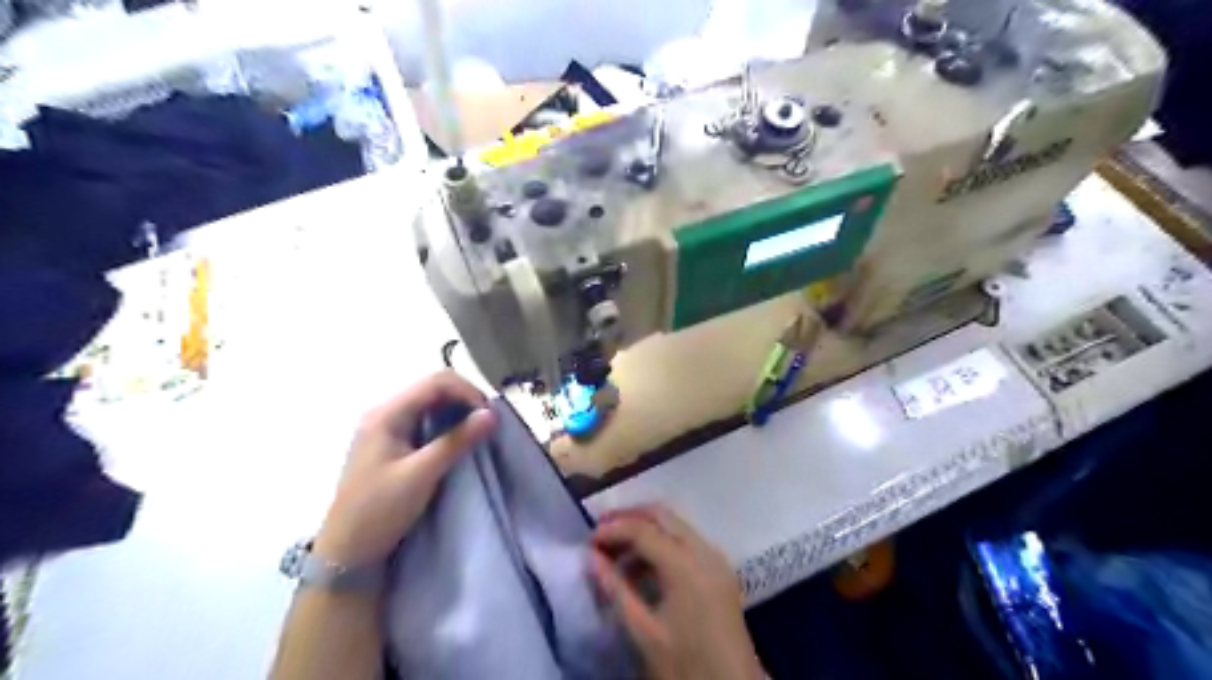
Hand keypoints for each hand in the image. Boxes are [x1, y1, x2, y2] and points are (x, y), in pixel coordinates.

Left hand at [316, 371, 502, 567]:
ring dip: (458, 413)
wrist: (346, 553)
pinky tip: (458, 442)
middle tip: (487, 425)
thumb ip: (457, 441)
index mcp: (387, 413)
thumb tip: (492, 415)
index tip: (489, 417)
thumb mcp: (421, 475)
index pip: (436, 382)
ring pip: (432, 405)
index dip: (468, 392)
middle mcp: (385, 413)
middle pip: (434, 389)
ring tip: (477, 433)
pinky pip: (426, 421)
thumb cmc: (379, 511)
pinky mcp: (392, 444)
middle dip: (465, 401)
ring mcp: (387, 428)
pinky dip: (447, 426)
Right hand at [592, 502, 759, 679]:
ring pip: (675, 525)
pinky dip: (662, 543)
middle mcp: (704, 550)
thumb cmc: (686, 664)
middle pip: (662, 515)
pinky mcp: (720, 570)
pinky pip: (686, 541)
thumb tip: (591, 557)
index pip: (643, 529)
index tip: (588, 541)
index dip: (612, 530)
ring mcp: (716, 558)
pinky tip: (641, 566)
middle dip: (629, 517)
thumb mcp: (643, 630)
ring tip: (615, 551)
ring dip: (645, 529)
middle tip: (600, 530)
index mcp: (686, 565)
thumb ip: (615, 589)